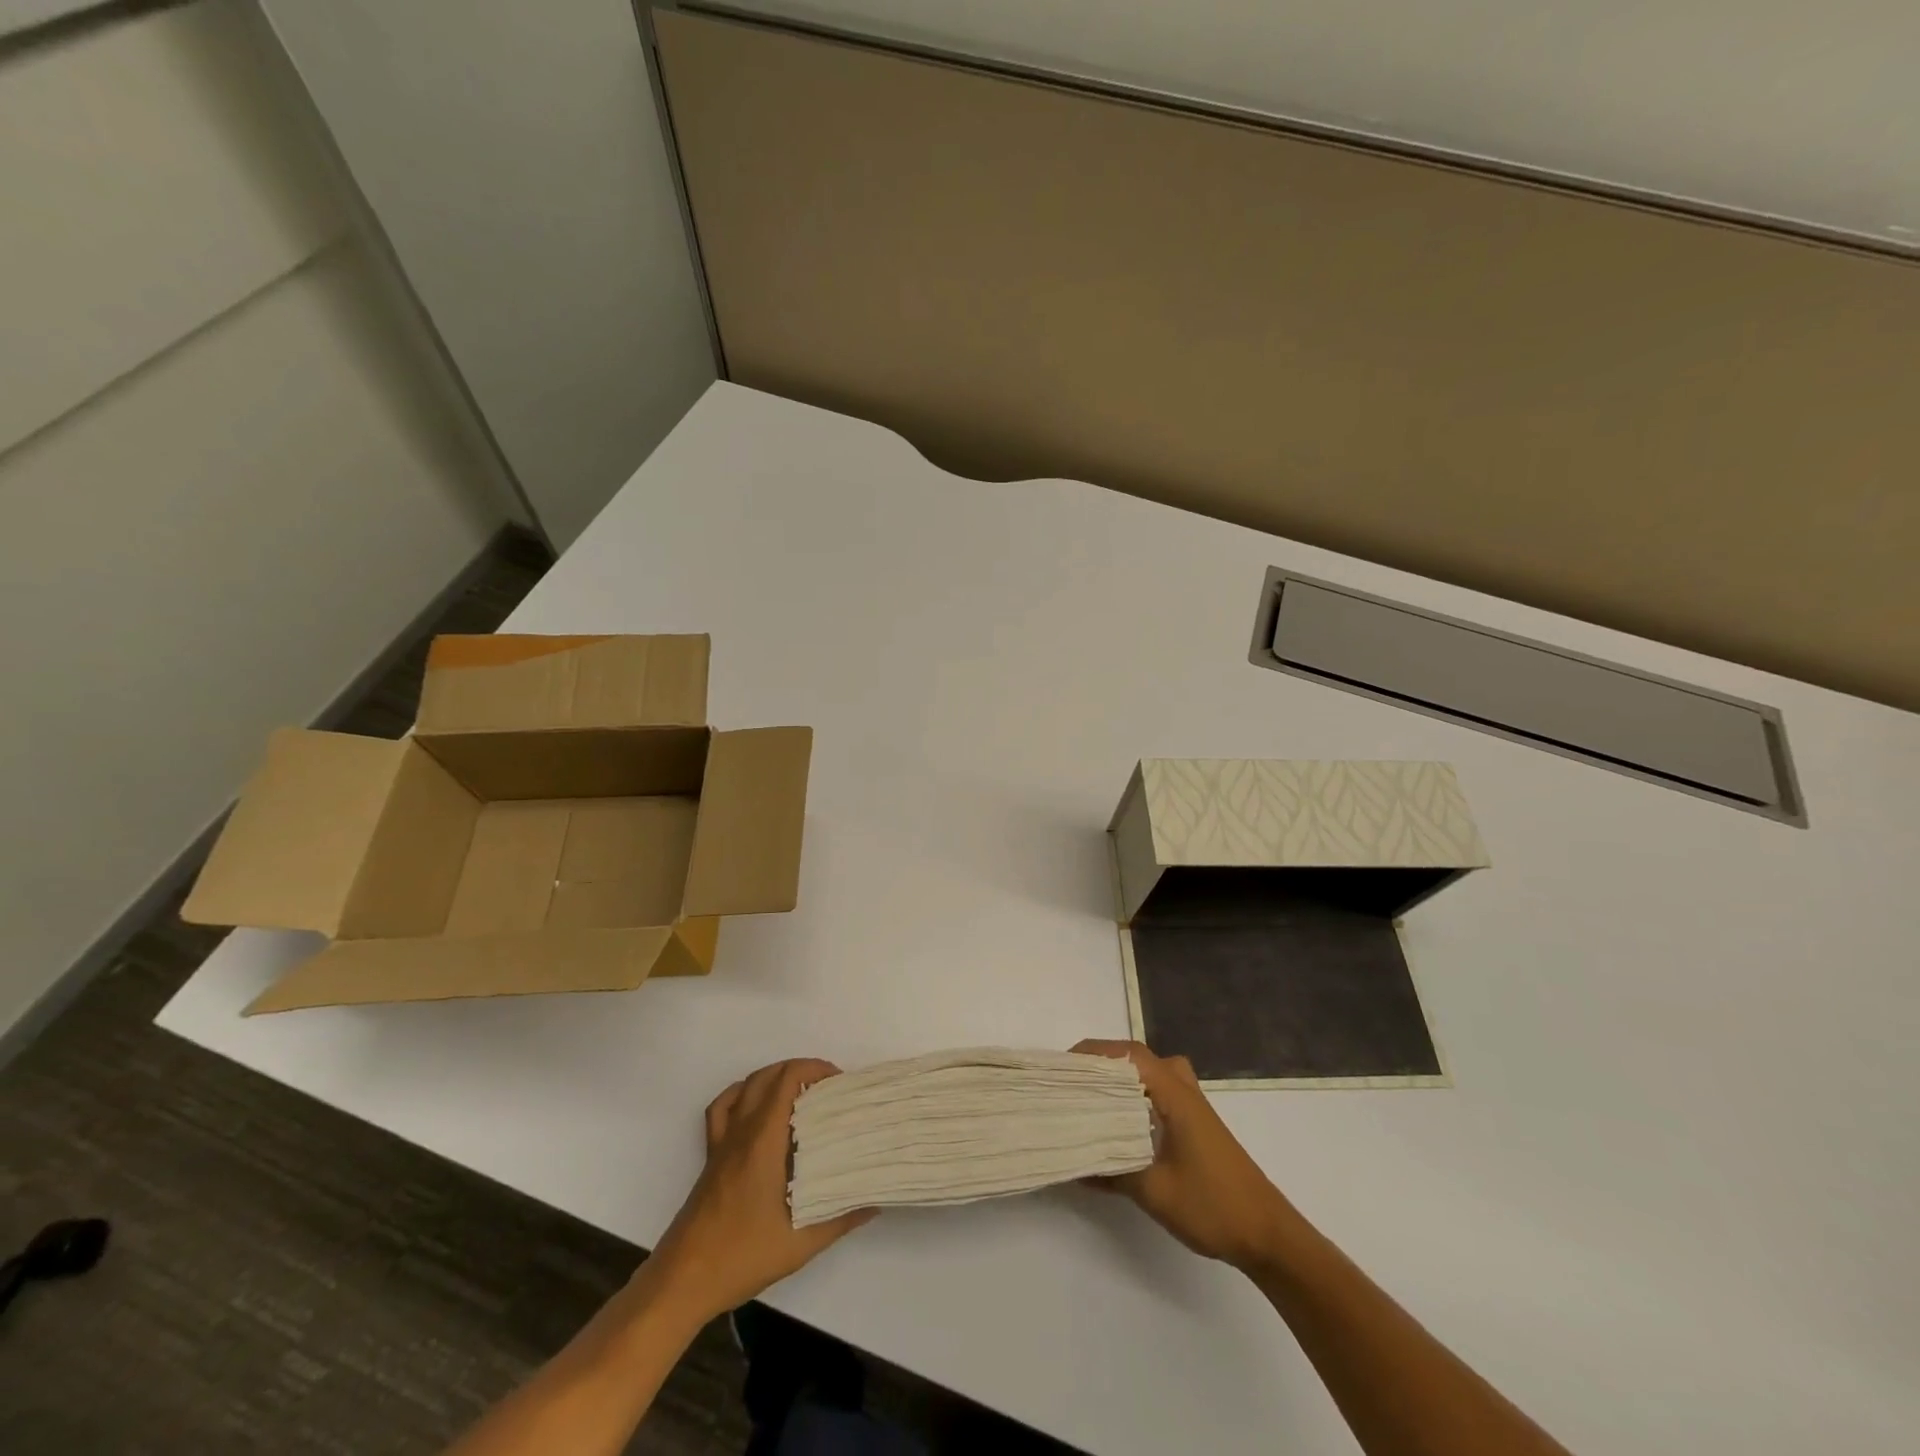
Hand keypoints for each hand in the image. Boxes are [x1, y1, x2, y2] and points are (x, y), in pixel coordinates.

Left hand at [648, 1059, 873, 1322]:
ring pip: (746, 1086)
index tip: (840, 1085)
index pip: (787, 1079)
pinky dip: (741, 1095)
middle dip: (801, 1071)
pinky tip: (757, 1110)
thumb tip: (875, 1201)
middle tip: (828, 1091)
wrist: (683, 1280)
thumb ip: (841, 1219)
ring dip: (774, 1078)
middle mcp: (741, 1131)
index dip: (815, 1070)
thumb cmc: (742, 1256)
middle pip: (769, 1075)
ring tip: (800, 1094)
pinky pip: (722, 1108)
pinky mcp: (710, 1156)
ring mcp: (722, 1142)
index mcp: (763, 1140)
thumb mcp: (801, 1243)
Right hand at [1073, 1039, 1296, 1270]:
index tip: (1062, 1068)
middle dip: (1101, 1065)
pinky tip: (1119, 1126)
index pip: (1128, 1055)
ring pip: (1149, 1075)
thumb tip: (1074, 1164)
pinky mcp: (1195, 1124)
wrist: (1267, 1235)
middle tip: (1071, 1083)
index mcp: (1173, 1093)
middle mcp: (1182, 1089)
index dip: (1093, 1053)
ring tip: (1091, 1099)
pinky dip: (1135, 1097)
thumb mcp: (1153, 1191)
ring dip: (1120, 1080)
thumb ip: (1112, 1172)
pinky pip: (1158, 1093)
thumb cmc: (1212, 1205)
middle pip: (1136, 1059)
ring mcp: (1192, 1106)